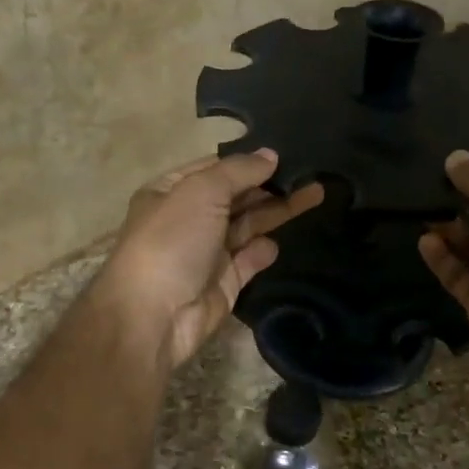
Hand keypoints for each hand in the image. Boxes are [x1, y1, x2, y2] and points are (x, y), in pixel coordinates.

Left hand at [96, 150, 325, 369]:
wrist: (154, 316)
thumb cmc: (172, 241)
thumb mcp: (202, 191)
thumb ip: (239, 171)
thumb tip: (271, 155)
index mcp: (171, 191)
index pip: (214, 167)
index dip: (247, 160)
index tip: (285, 152)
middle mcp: (189, 218)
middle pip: (236, 196)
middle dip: (269, 184)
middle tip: (310, 172)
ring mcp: (206, 252)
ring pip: (248, 225)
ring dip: (277, 211)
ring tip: (315, 193)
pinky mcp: (224, 282)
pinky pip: (250, 259)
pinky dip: (263, 251)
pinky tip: (277, 243)